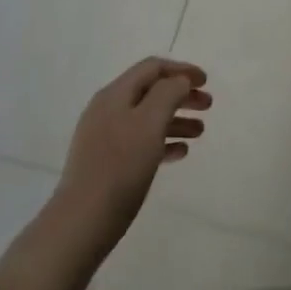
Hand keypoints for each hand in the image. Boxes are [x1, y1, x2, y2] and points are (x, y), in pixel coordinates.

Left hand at [54, 58, 210, 256]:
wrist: (82, 221)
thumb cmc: (120, 167)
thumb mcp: (150, 122)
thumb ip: (168, 93)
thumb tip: (179, 81)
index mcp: (115, 95)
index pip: (152, 68)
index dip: (181, 70)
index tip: (206, 82)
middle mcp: (108, 110)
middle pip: (151, 91)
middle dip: (181, 94)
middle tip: (208, 106)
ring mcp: (105, 137)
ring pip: (148, 118)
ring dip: (176, 119)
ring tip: (200, 132)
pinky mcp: (106, 162)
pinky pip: (140, 142)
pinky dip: (163, 141)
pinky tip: (180, 153)